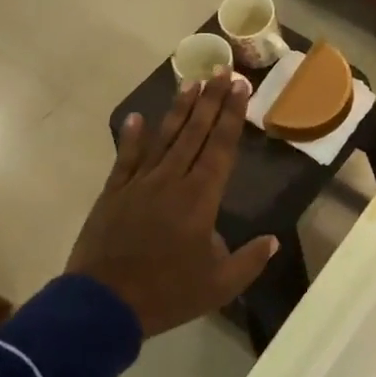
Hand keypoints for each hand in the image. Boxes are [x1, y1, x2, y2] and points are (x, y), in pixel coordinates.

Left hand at [66, 73, 279, 337]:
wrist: (102, 306)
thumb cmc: (167, 293)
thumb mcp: (219, 285)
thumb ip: (249, 260)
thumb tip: (272, 240)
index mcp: (200, 198)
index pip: (221, 147)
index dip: (232, 115)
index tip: (240, 87)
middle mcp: (172, 180)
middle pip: (195, 132)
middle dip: (211, 100)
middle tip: (221, 71)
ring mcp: (139, 184)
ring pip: (164, 138)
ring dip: (179, 110)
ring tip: (191, 82)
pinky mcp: (114, 194)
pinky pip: (126, 159)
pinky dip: (131, 138)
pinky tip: (136, 118)